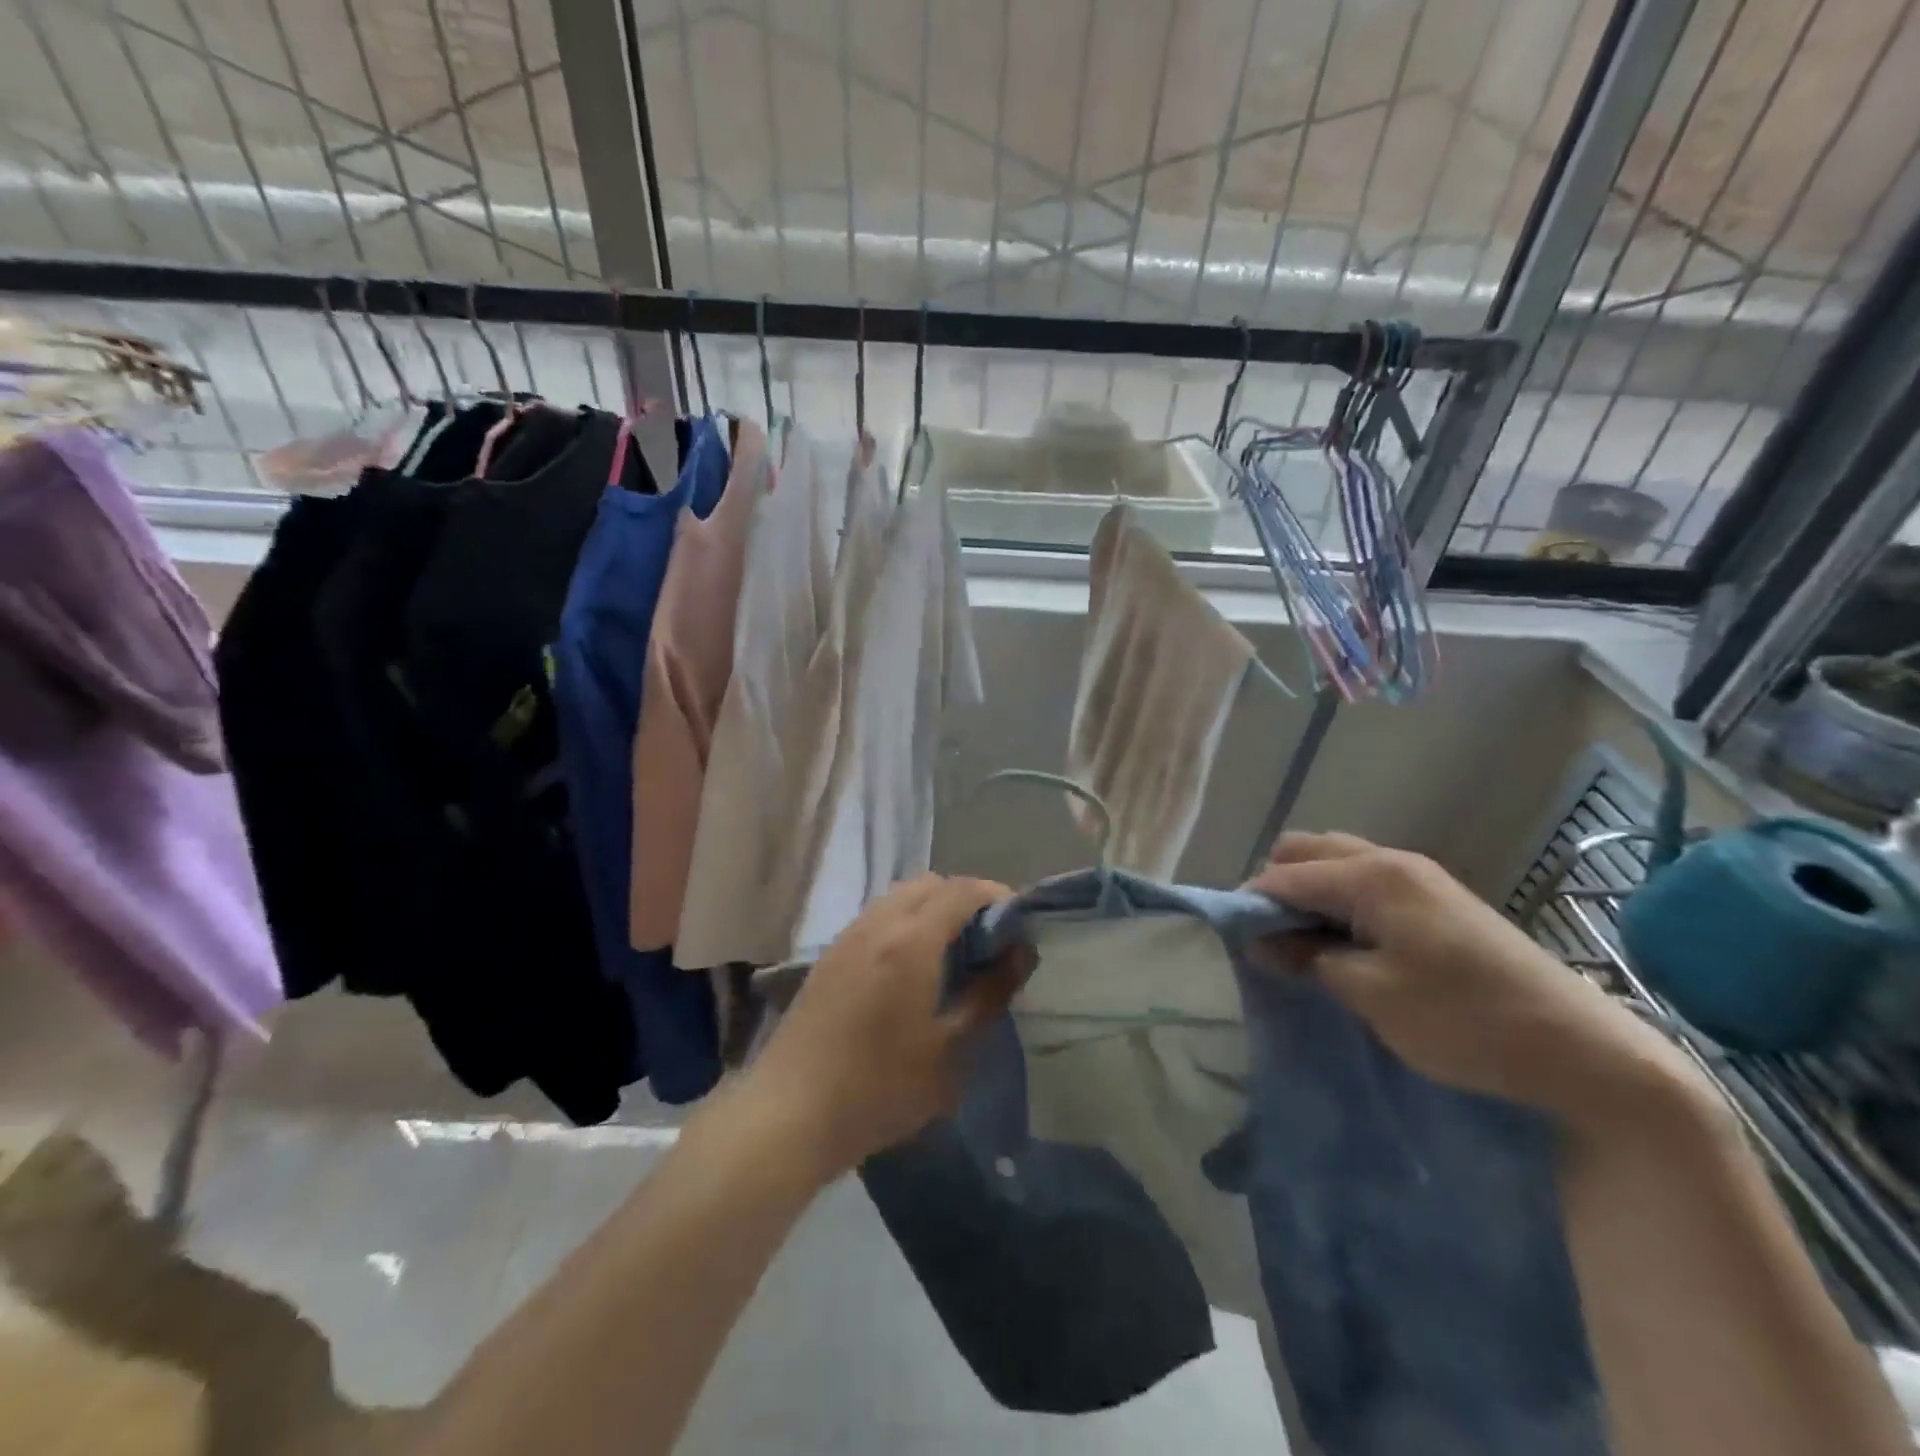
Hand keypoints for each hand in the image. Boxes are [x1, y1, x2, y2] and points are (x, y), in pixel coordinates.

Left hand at [746, 875, 1028, 1175]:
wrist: (790, 1112)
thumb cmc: (880, 1087)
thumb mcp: (950, 1050)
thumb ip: (990, 994)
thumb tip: (1021, 953)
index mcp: (911, 940)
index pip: (962, 890)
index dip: (996, 896)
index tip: (1019, 923)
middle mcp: (878, 923)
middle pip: (930, 884)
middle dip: (965, 899)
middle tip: (988, 940)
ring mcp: (848, 936)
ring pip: (900, 897)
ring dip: (932, 909)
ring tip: (951, 954)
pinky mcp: (829, 955)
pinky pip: (877, 917)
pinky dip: (904, 922)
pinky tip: (910, 969)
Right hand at [1249, 832, 1708, 1131]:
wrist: (1584, 1053)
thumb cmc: (1465, 1020)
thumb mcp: (1371, 993)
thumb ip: (1308, 957)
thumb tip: (1261, 940)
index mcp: (1373, 875)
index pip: (1285, 874)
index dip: (1251, 905)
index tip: (1235, 944)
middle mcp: (1392, 860)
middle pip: (1307, 851)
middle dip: (1277, 888)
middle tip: (1272, 939)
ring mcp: (1420, 877)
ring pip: (1337, 862)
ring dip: (1310, 892)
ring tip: (1306, 942)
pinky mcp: (1438, 899)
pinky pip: (1366, 881)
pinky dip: (1340, 901)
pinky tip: (1346, 942)